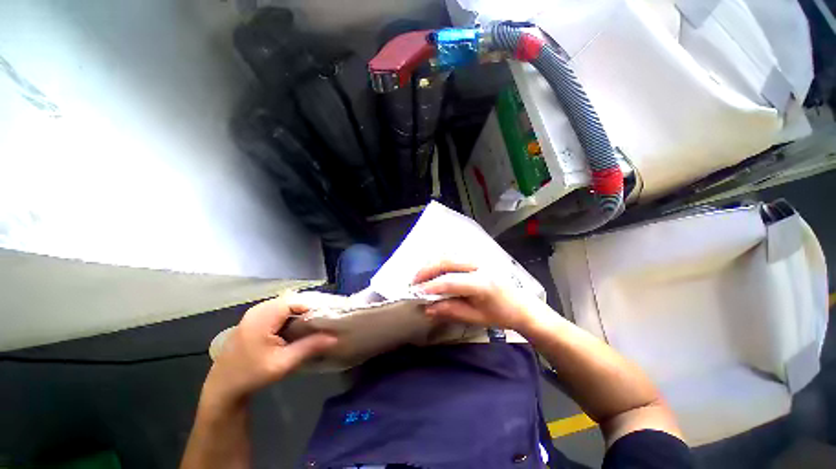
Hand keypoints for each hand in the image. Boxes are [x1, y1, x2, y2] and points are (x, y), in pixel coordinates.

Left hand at [203, 292, 340, 406]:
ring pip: (283, 304)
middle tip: (320, 321)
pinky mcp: (252, 320)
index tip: (324, 318)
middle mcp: (257, 310)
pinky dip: (288, 315)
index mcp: (262, 317)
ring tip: (310, 324)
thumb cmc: (252, 375)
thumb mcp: (283, 363)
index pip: (294, 301)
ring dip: (297, 312)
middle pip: (289, 300)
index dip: (311, 307)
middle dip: (306, 309)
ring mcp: (253, 314)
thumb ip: (309, 346)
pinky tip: (294, 328)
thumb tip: (334, 337)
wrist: (223, 388)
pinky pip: (276, 310)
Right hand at [412, 260, 538, 331]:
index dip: (432, 286)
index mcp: (483, 283)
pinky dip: (440, 261)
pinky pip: (454, 255)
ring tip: (420, 276)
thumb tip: (427, 308)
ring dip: (432, 263)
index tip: (416, 292)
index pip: (451, 281)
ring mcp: (479, 258)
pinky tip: (433, 270)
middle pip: (448, 261)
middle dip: (427, 270)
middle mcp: (480, 265)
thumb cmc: (500, 314)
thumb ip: (450, 310)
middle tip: (414, 281)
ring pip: (449, 255)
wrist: (521, 304)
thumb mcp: (475, 317)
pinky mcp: (477, 257)